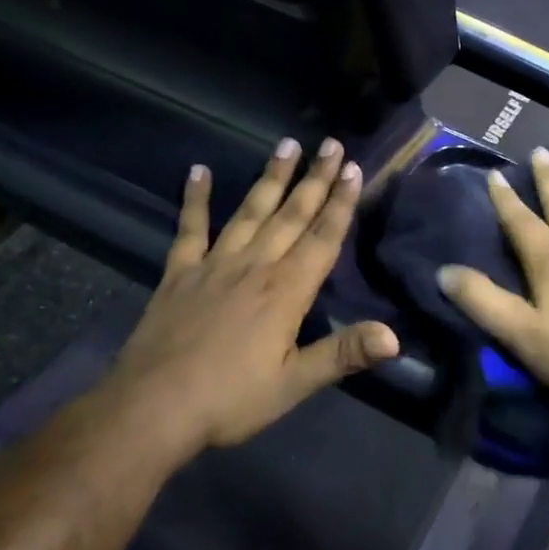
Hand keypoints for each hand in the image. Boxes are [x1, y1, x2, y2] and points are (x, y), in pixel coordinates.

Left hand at [93, 138, 398, 453]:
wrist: (154, 406)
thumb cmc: (230, 399)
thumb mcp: (293, 384)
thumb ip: (343, 354)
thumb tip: (395, 337)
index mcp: (286, 291)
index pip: (322, 238)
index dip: (340, 203)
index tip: (352, 168)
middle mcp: (254, 266)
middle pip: (291, 214)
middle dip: (314, 179)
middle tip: (330, 143)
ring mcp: (214, 264)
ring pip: (250, 211)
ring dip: (270, 177)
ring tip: (286, 144)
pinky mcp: (179, 273)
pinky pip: (190, 228)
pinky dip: (195, 199)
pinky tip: (199, 171)